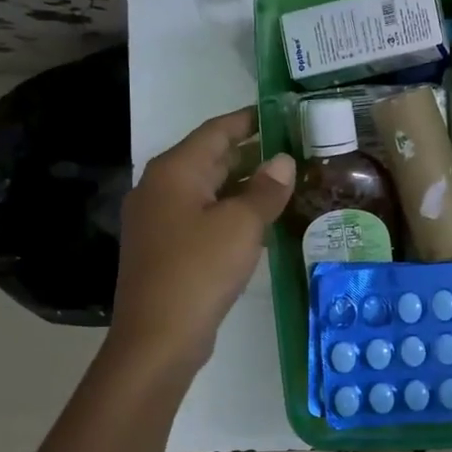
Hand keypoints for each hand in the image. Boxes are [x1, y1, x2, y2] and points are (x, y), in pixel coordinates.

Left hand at [108, 107, 295, 369]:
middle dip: (251, 153)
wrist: (157, 338)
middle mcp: (160, 187)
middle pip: (210, 158)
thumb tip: (283, 161)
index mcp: (174, 171)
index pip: (216, 130)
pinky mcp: (164, 247)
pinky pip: (202, 215)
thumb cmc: (199, 270)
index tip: (282, 113)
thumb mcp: (241, 225)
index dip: (249, 120)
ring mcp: (158, 219)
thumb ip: (265, 189)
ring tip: (285, 181)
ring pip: (207, 189)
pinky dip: (229, 210)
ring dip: (243, 184)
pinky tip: (259, 220)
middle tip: (294, 149)